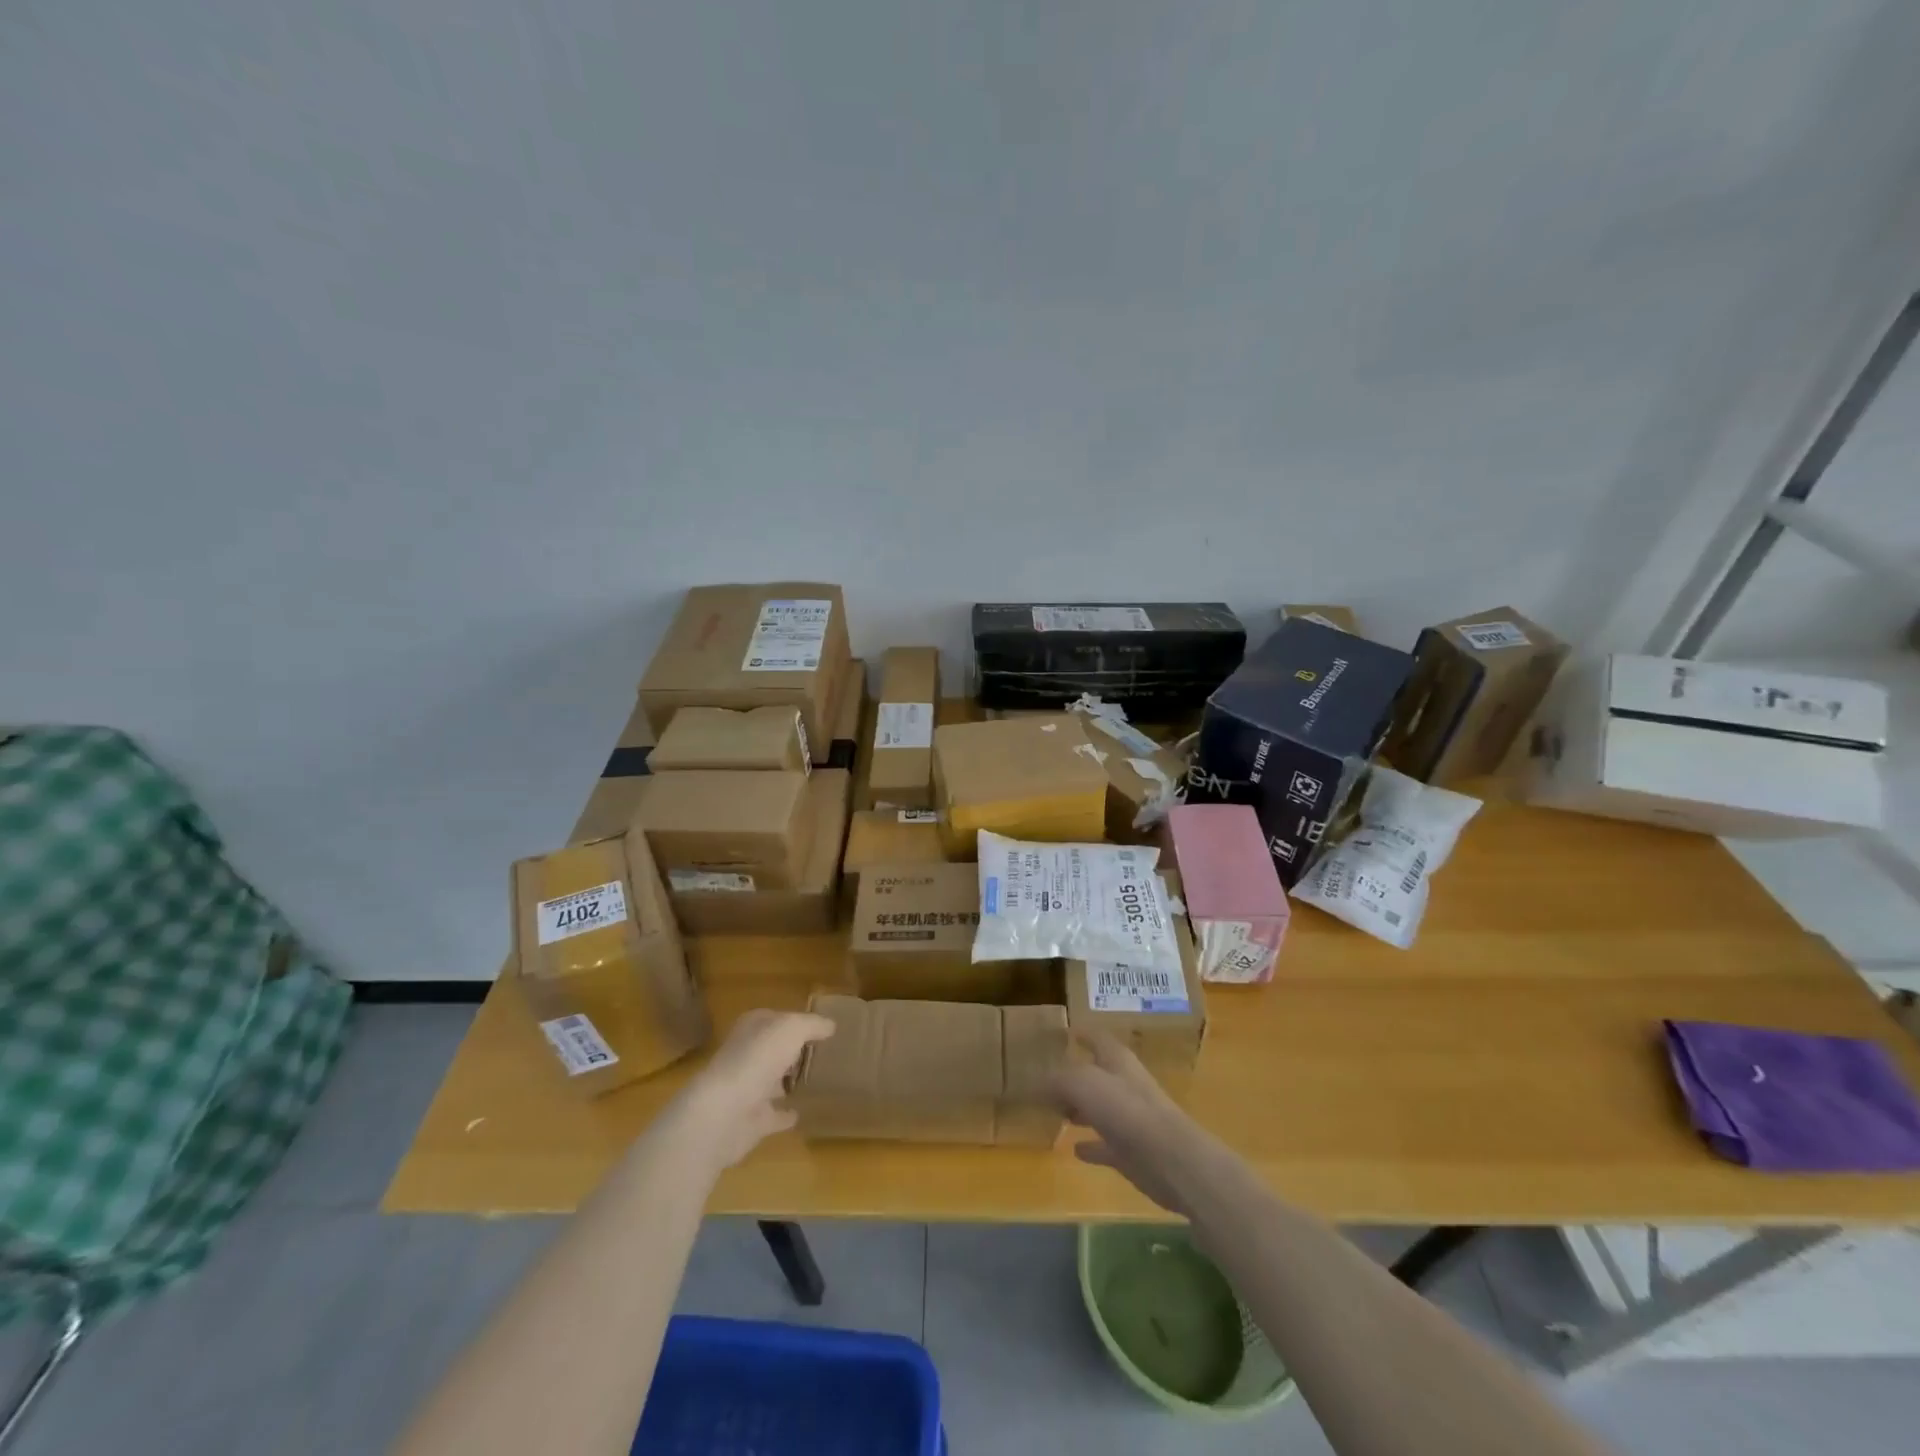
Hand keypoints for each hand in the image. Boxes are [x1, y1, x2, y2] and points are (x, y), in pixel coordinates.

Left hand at [668, 1009, 833, 1170]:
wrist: (723, 1113)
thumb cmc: (757, 1059)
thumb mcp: (791, 1029)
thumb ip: (812, 1025)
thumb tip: (830, 1025)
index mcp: (752, 1029)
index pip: (775, 1019)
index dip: (795, 1021)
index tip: (821, 1028)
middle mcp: (746, 1055)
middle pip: (773, 1050)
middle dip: (792, 1052)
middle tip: (824, 1054)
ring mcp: (747, 1089)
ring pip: (772, 1081)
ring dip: (787, 1082)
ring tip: (818, 1081)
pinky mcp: (750, 1121)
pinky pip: (773, 1115)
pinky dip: (784, 1115)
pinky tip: (802, 1114)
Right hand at [1050, 1034, 1210, 1214]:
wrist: (1170, 1159)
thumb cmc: (1126, 1110)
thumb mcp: (1083, 1083)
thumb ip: (1058, 1080)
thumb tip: (1036, 1084)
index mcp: (1117, 1060)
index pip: (1096, 1037)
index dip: (1081, 1032)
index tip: (1063, 1031)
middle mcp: (1125, 1084)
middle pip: (1097, 1073)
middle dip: (1074, 1075)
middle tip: (1046, 1078)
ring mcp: (1130, 1119)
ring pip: (1100, 1108)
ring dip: (1080, 1109)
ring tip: (1055, 1112)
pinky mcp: (1132, 1152)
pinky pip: (1105, 1144)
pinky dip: (1091, 1145)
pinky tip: (1075, 1149)